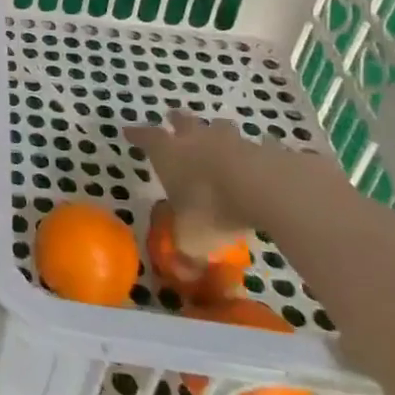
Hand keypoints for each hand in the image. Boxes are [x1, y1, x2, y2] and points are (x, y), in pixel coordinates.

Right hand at [127, 114, 263, 277]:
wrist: (267, 189)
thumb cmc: (213, 209)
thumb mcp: (192, 239)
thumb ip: (186, 252)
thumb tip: (183, 273)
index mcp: (169, 154)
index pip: (146, 138)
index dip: (137, 135)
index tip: (128, 130)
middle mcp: (197, 140)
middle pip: (184, 122)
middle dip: (178, 121)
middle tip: (175, 120)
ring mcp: (232, 141)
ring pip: (221, 128)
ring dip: (218, 133)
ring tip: (220, 139)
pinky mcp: (266, 150)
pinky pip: (259, 147)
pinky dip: (257, 154)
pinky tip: (262, 163)